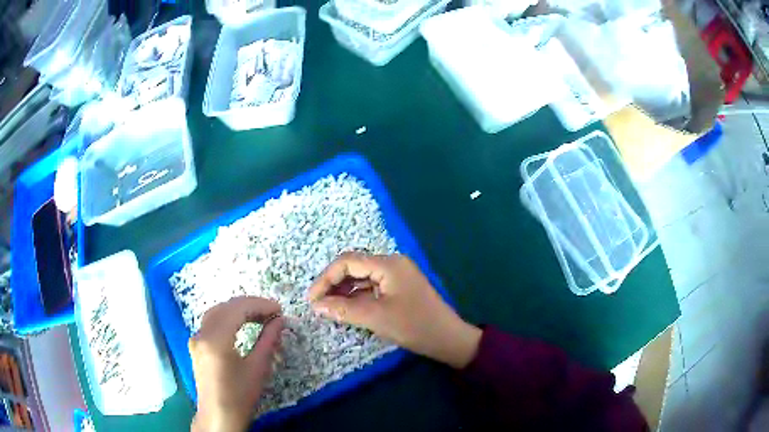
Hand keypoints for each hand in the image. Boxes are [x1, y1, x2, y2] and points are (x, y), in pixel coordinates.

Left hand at [190, 297, 283, 431]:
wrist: (219, 416)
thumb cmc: (240, 396)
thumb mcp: (258, 368)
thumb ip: (268, 340)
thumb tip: (279, 320)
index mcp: (216, 339)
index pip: (237, 309)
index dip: (259, 305)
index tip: (279, 309)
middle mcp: (202, 333)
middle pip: (226, 307)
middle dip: (250, 306)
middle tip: (273, 313)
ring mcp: (196, 338)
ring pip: (217, 312)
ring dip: (238, 310)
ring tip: (260, 317)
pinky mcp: (197, 344)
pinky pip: (212, 322)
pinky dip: (228, 318)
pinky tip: (241, 325)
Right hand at [308, 253, 481, 368]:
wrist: (448, 339)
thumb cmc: (414, 326)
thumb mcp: (375, 317)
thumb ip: (343, 309)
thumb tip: (316, 305)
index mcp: (388, 264)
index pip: (347, 262)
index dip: (325, 279)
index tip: (312, 299)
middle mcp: (392, 264)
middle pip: (354, 268)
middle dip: (333, 285)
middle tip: (318, 305)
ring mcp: (397, 276)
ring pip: (362, 278)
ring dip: (344, 292)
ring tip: (328, 309)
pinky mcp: (399, 289)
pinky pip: (372, 288)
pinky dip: (357, 297)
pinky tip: (347, 310)